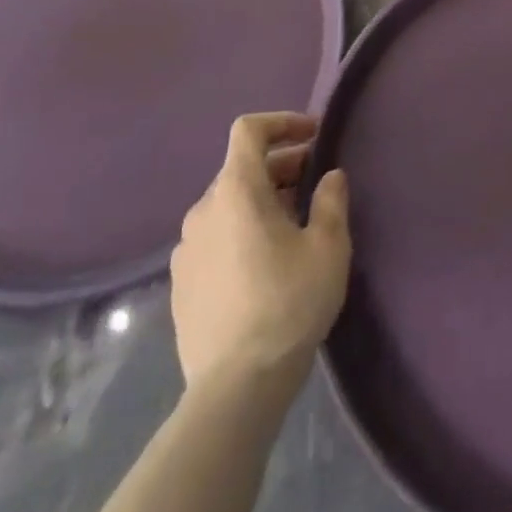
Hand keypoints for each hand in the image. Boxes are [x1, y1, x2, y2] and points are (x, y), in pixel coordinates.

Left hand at [169, 112, 351, 394]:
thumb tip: (330, 176)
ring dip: (261, 200)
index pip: (249, 130)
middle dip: (281, 165)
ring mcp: (186, 248)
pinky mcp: (181, 283)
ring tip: (295, 225)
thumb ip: (330, 201)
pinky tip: (265, 264)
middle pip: (241, 167)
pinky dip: (241, 231)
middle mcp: (203, 209)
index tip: (314, 134)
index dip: (282, 122)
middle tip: (315, 183)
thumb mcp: (327, 248)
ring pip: (228, 204)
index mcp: (236, 190)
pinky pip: (215, 237)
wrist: (234, 389)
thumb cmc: (287, 305)